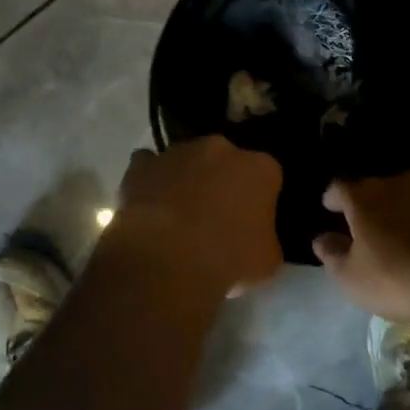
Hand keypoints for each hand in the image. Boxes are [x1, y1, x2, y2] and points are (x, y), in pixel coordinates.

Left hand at [106, 137, 283, 295]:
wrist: (166, 260)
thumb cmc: (227, 259)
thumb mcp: (267, 260)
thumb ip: (265, 237)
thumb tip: (255, 237)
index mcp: (259, 167)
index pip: (267, 175)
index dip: (259, 198)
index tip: (252, 220)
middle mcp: (220, 148)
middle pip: (225, 160)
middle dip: (222, 180)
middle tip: (216, 215)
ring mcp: (178, 152)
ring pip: (187, 160)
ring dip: (186, 178)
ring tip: (178, 215)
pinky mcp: (142, 165)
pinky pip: (148, 166)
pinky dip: (150, 179)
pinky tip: (150, 203)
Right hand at [313, 171, 409, 334]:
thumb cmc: (401, 279)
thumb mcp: (353, 280)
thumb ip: (332, 255)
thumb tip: (322, 238)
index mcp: (363, 197)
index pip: (338, 188)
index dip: (333, 200)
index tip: (331, 211)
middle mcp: (396, 182)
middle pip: (374, 190)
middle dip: (369, 206)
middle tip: (369, 230)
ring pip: (408, 195)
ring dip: (402, 210)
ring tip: (405, 236)